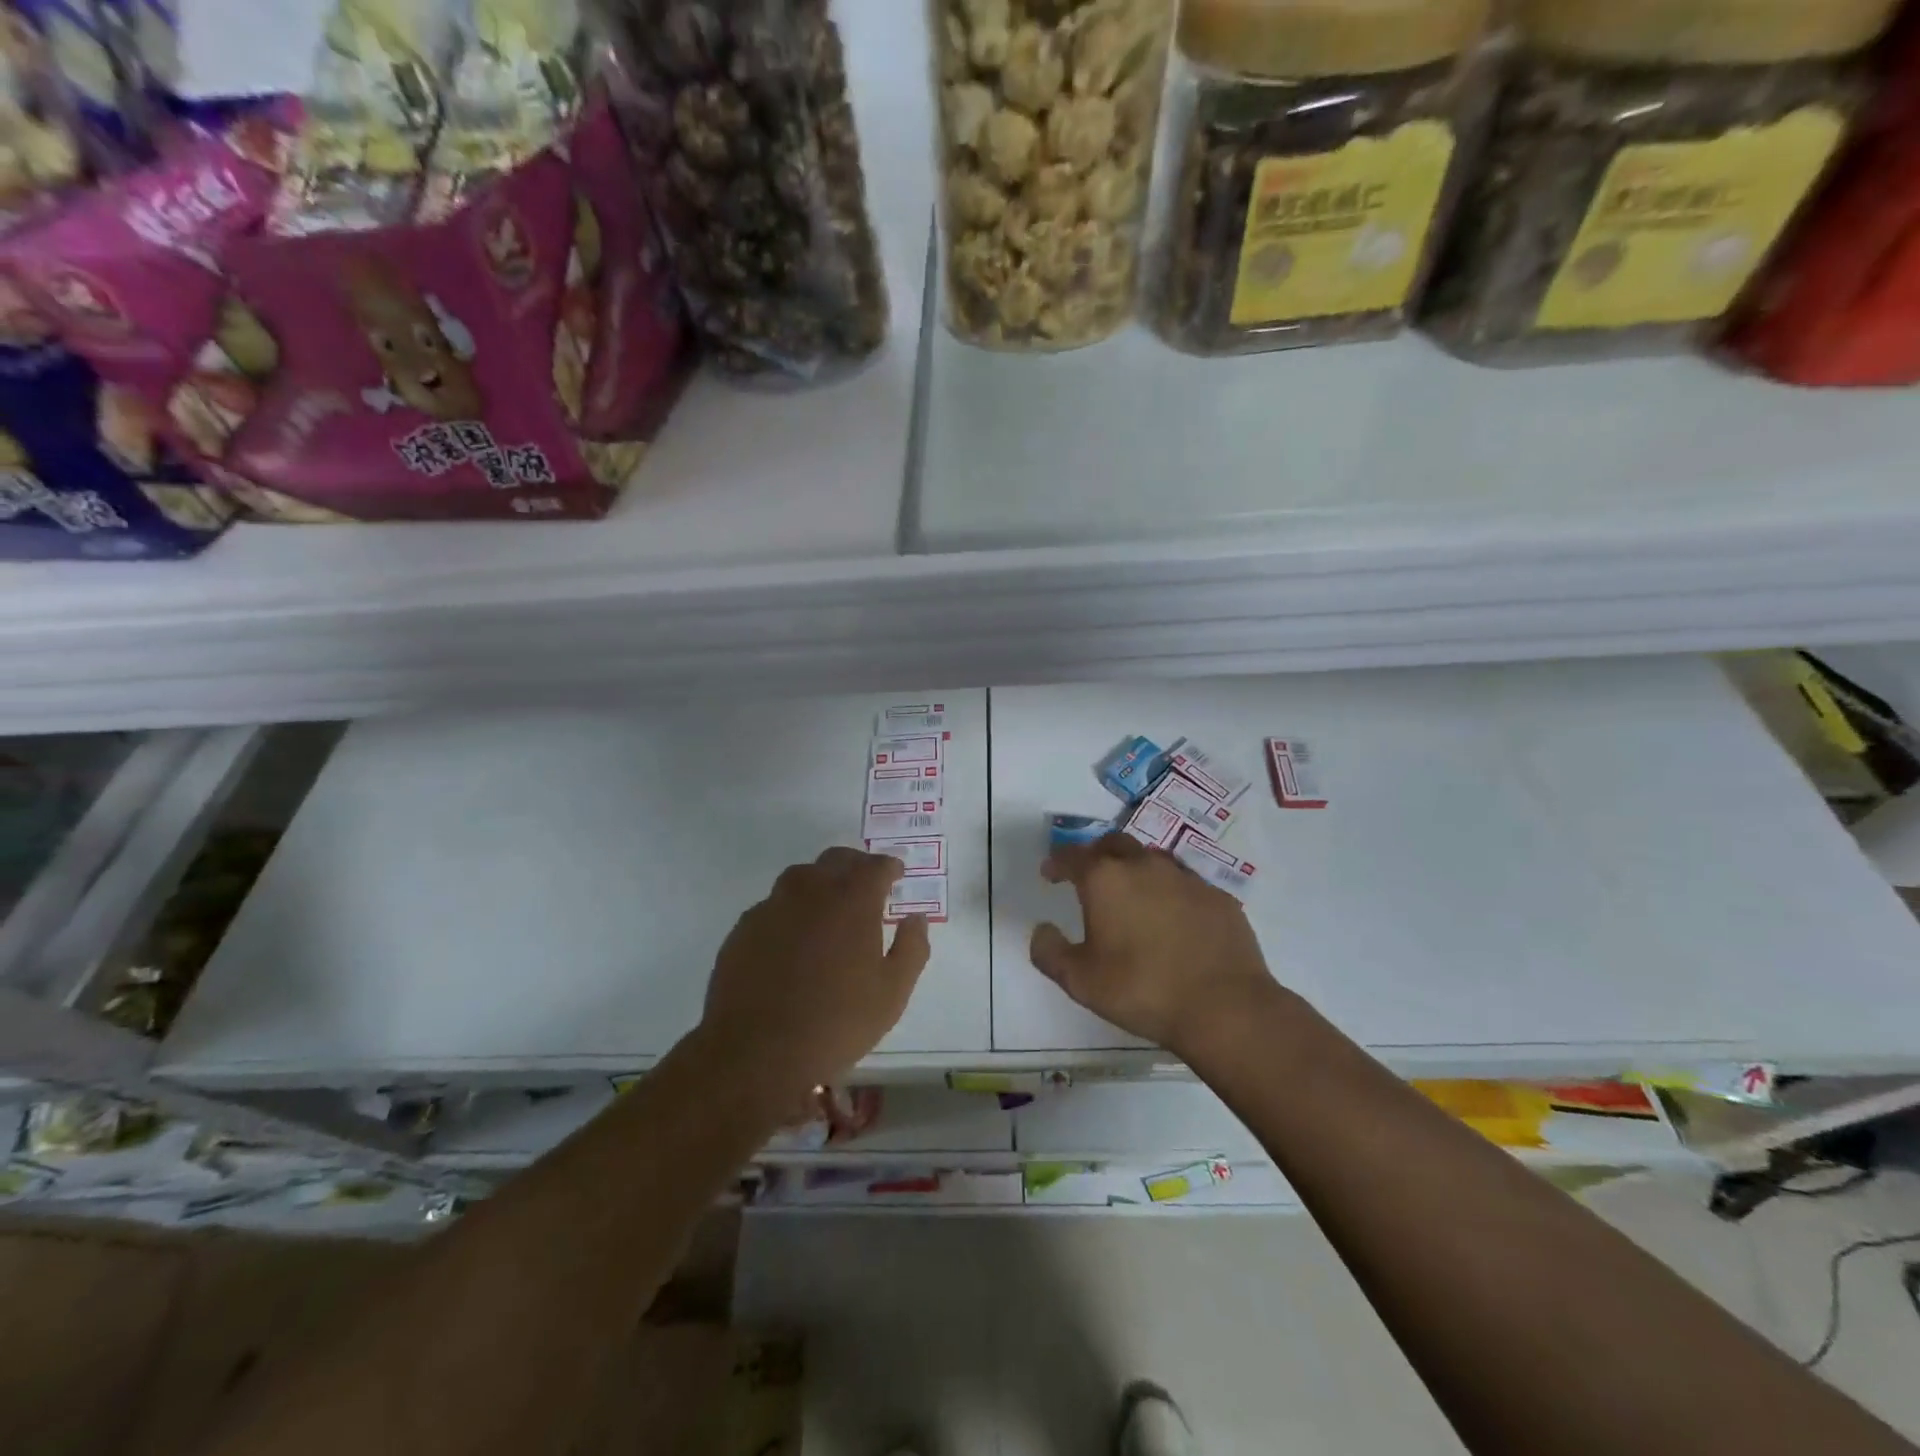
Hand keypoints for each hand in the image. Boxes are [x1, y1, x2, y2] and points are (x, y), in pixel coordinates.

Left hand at [702, 848, 930, 1100]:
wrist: (756, 1053)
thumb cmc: (836, 1022)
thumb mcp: (892, 992)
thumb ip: (911, 948)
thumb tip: (915, 918)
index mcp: (852, 901)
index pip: (875, 866)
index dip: (888, 867)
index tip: (896, 874)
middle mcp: (811, 891)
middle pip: (836, 861)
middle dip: (856, 866)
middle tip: (866, 884)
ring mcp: (772, 907)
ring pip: (801, 877)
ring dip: (820, 883)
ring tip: (829, 907)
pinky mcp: (743, 929)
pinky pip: (774, 905)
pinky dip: (790, 910)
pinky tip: (793, 938)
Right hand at [1030, 833, 1278, 1059]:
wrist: (1224, 1006)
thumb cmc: (1142, 990)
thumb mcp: (1080, 981)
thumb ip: (1050, 952)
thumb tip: (1042, 930)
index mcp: (1106, 879)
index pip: (1072, 856)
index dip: (1057, 862)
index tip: (1050, 873)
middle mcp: (1144, 866)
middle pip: (1114, 844)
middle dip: (1096, 854)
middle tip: (1089, 876)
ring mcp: (1186, 878)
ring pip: (1152, 859)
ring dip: (1135, 868)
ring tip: (1132, 894)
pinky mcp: (1217, 897)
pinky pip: (1185, 883)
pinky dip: (1170, 891)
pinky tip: (1172, 917)